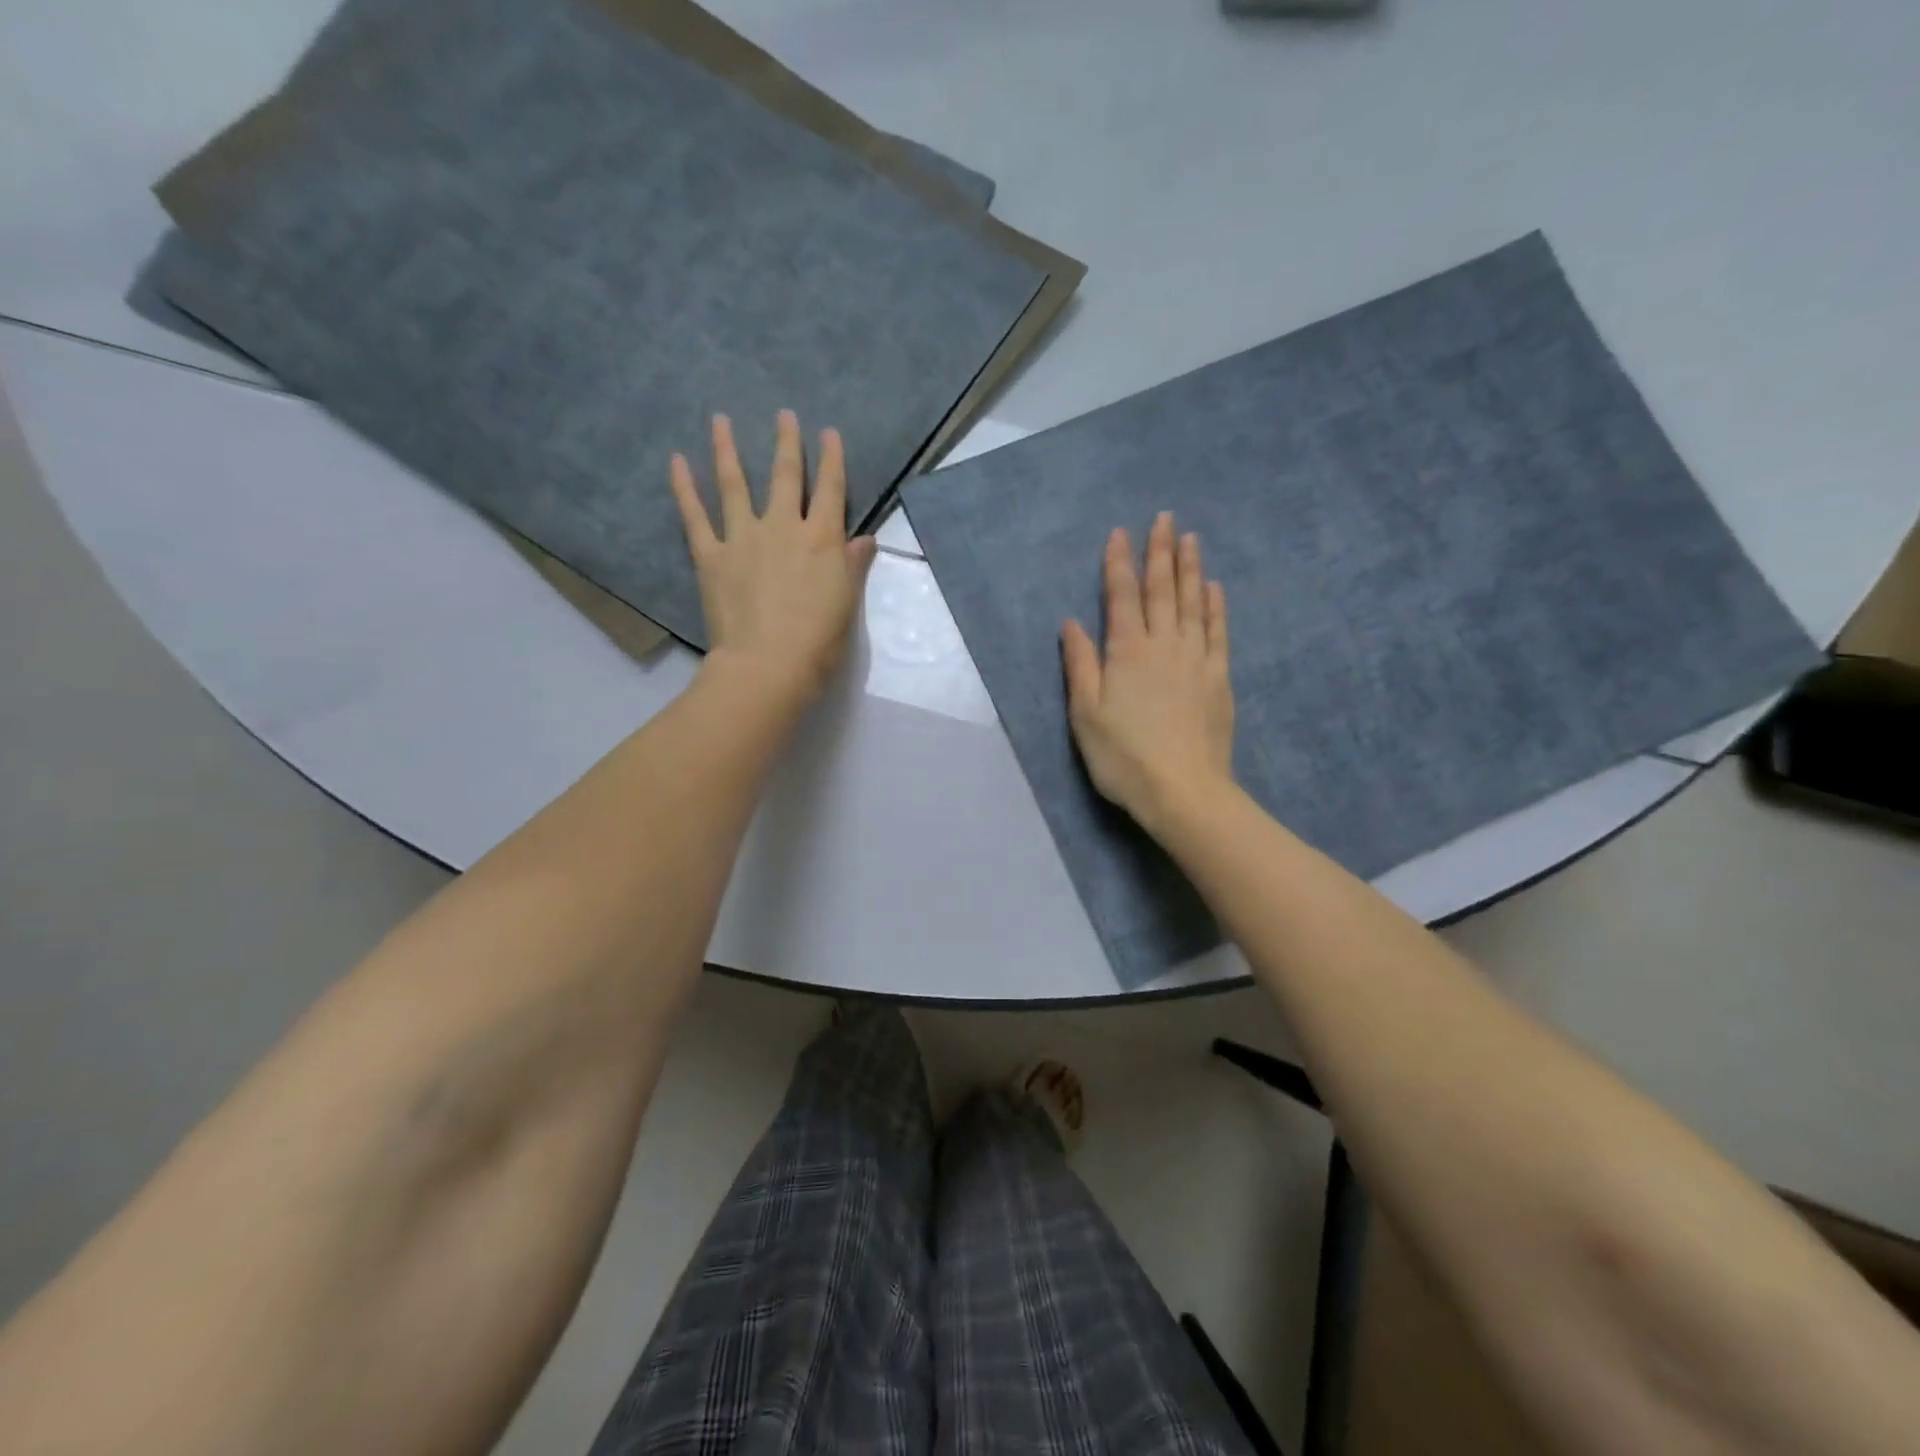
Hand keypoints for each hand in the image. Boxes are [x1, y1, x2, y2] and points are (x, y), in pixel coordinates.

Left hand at [672, 410, 876, 705]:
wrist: (769, 664)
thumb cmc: (818, 641)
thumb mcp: (847, 603)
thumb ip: (854, 566)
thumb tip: (865, 540)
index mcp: (823, 540)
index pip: (831, 489)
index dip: (831, 459)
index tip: (828, 432)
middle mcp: (784, 527)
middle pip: (786, 476)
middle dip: (786, 442)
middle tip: (784, 414)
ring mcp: (744, 537)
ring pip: (735, 484)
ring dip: (728, 449)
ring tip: (719, 420)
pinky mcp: (711, 555)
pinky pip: (695, 515)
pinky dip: (684, 487)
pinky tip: (676, 461)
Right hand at [1062, 513, 1234, 837]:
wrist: (1183, 789)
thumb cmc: (1124, 755)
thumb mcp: (1086, 714)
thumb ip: (1080, 665)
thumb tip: (1072, 623)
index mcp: (1126, 652)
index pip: (1121, 596)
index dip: (1119, 563)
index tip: (1120, 533)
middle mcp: (1163, 645)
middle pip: (1162, 590)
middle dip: (1160, 552)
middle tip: (1164, 518)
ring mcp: (1196, 659)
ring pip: (1192, 603)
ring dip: (1190, 569)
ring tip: (1191, 538)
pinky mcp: (1218, 678)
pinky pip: (1217, 632)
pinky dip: (1215, 607)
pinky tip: (1215, 588)